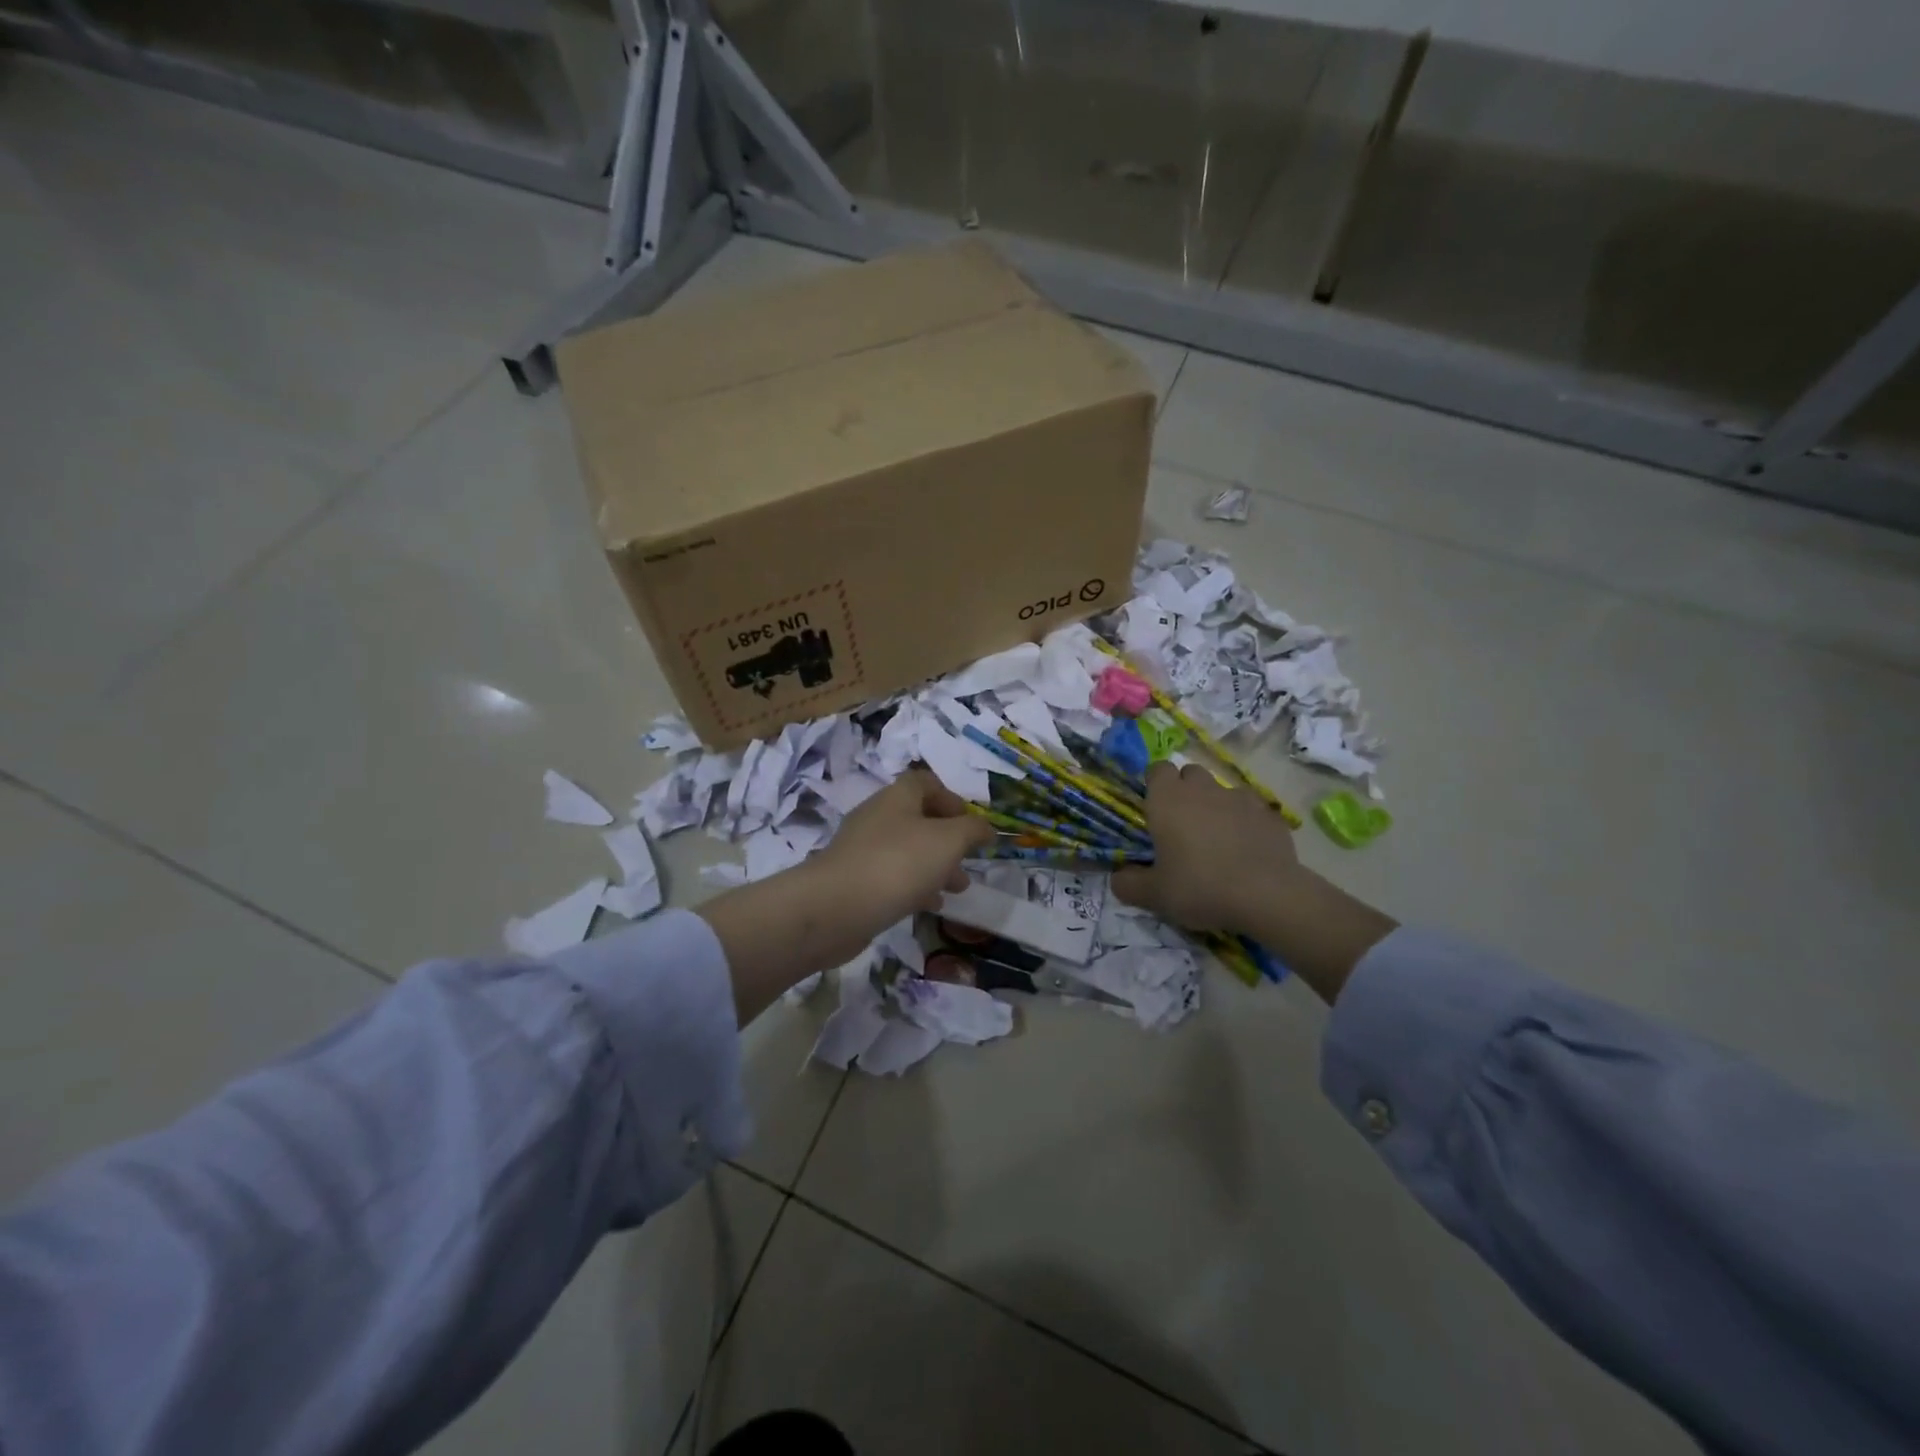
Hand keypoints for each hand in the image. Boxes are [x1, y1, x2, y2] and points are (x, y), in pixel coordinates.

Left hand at [700, 770, 992, 1023]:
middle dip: (948, 840)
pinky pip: (891, 875)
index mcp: (898, 796)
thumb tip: (987, 828)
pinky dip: (914, 886)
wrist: (835, 907)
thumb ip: (972, 830)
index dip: (952, 798)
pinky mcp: (854, 879)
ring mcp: (862, 848)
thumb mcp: (948, 841)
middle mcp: (878, 815)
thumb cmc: (898, 863)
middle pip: (919, 818)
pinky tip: (929, 906)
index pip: (926, 782)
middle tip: (968, 861)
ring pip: (907, 850)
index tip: (971, 822)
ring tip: (957, 889)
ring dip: (935, 866)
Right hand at [1114, 761, 1396, 1004]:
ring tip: (1217, 839)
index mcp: (1168, 800)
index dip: (1155, 784)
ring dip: (1216, 805)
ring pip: (1222, 790)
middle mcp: (1203, 789)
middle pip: (1190, 773)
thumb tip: (1118, 877)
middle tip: (1183, 824)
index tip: (1154, 807)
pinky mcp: (1270, 814)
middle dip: (1185, 790)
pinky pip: (1251, 810)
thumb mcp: (1154, 895)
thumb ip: (1128, 884)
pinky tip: (1247, 848)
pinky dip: (1245, 822)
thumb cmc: (1200, 887)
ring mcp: (1240, 798)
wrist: (1266, 896)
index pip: (1157, 769)